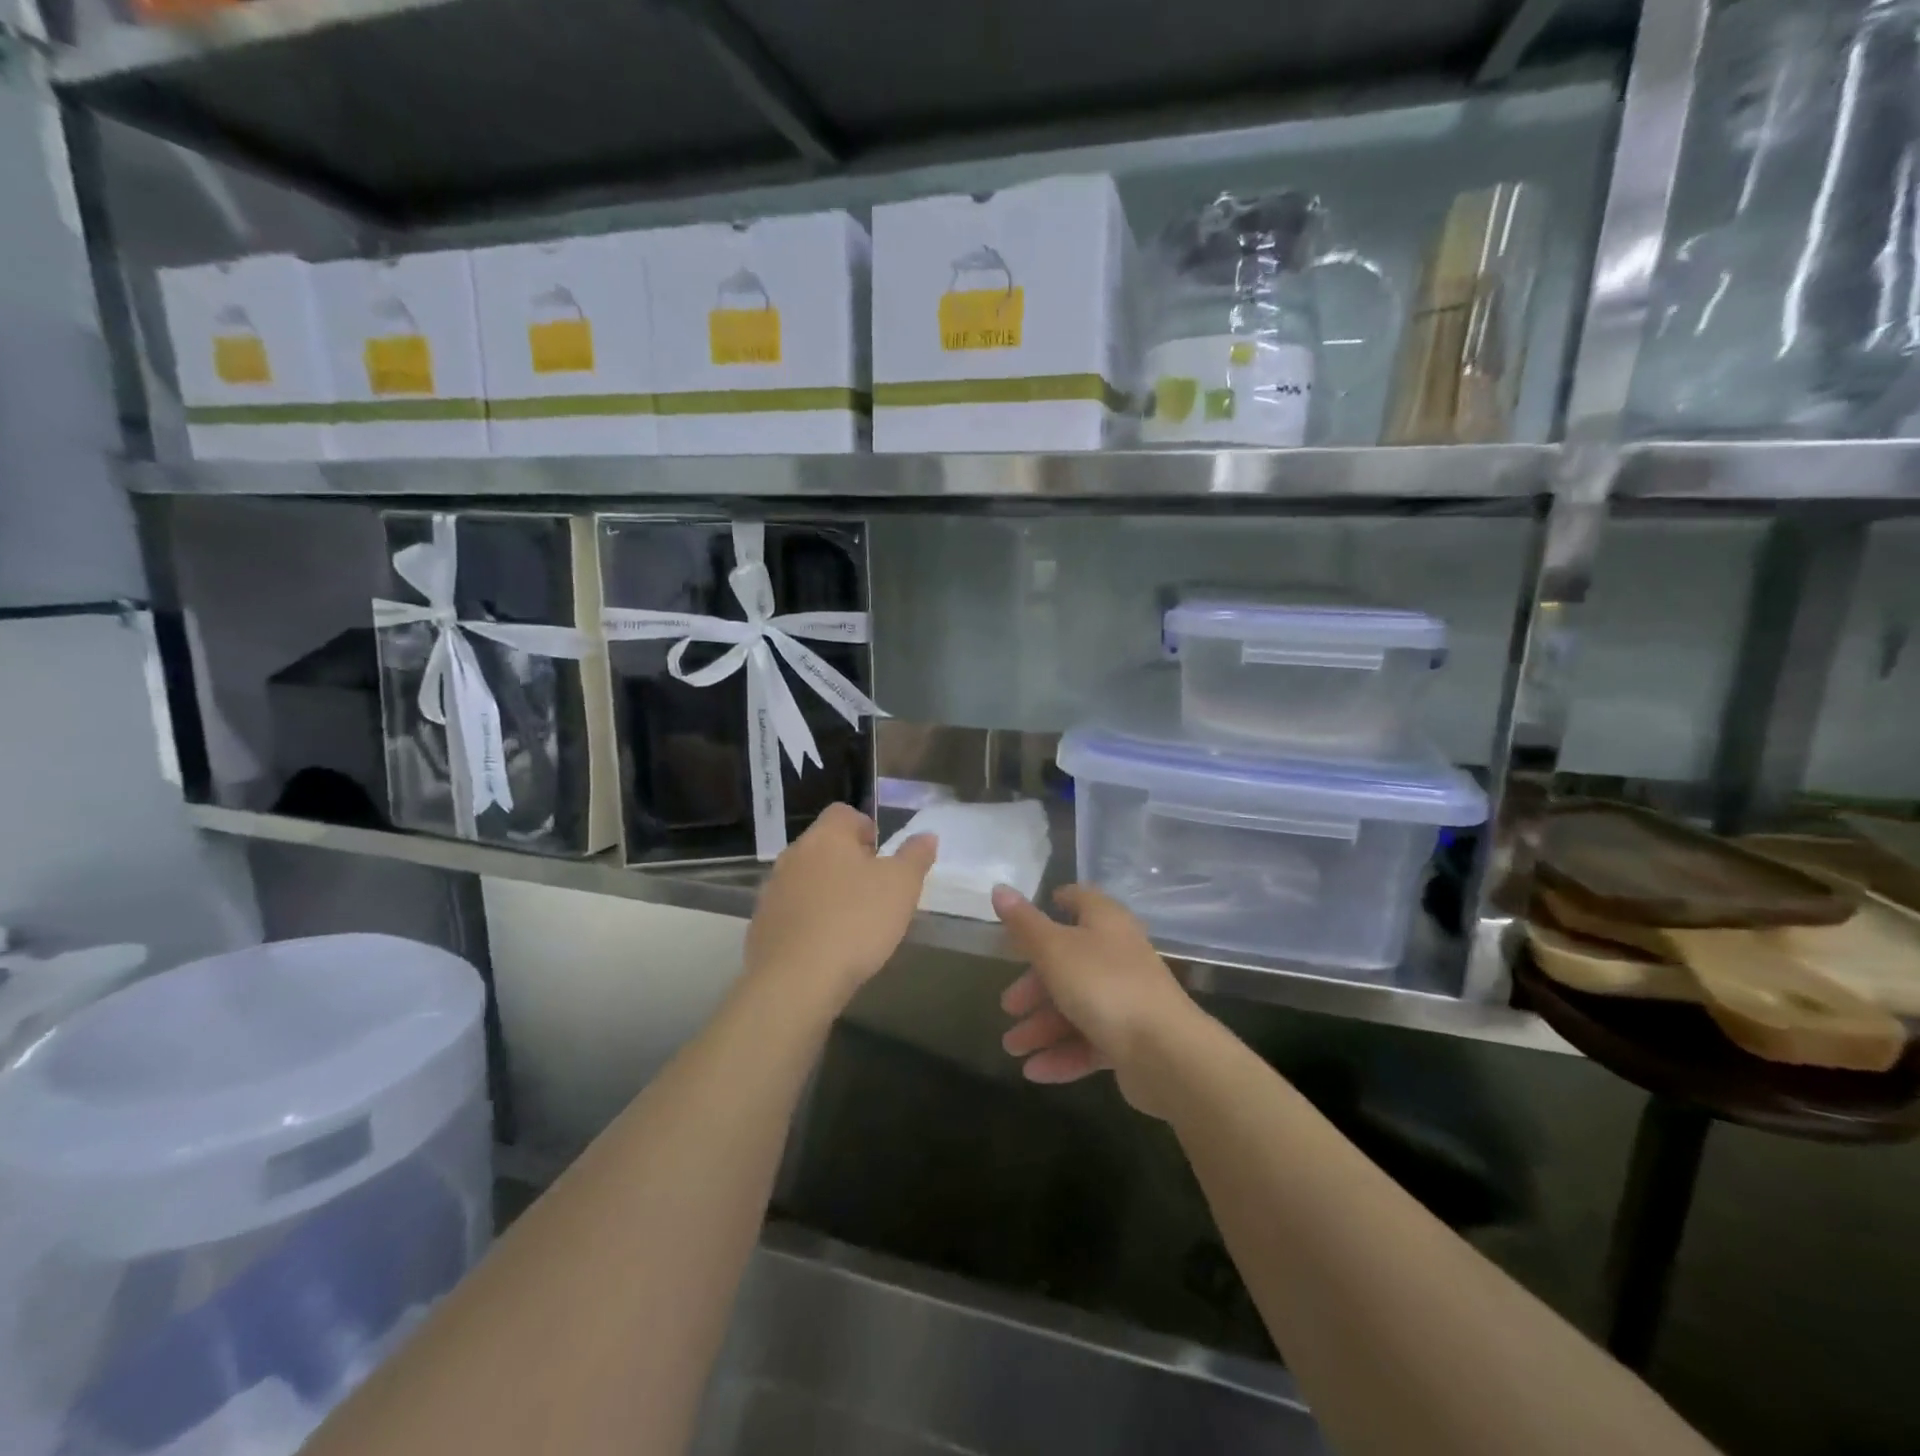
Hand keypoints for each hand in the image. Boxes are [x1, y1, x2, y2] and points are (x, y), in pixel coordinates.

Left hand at [744, 803, 936, 1011]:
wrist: (796, 980)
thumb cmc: (856, 921)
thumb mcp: (902, 886)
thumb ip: (915, 856)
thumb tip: (926, 835)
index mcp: (826, 836)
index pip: (843, 813)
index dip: (865, 828)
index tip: (882, 855)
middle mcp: (794, 855)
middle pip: (823, 846)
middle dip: (847, 862)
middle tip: (873, 890)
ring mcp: (773, 890)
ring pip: (806, 878)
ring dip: (826, 891)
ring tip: (851, 921)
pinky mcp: (762, 924)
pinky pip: (791, 911)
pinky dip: (808, 919)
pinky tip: (826, 945)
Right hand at [991, 883, 1202, 1114]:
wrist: (1166, 1052)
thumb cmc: (1104, 985)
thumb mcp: (1054, 950)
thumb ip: (1024, 923)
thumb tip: (999, 888)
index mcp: (1105, 923)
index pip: (1079, 901)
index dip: (1054, 905)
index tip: (1025, 921)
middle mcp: (1119, 955)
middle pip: (1069, 962)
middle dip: (1034, 986)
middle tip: (1008, 1006)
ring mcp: (1128, 998)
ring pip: (1077, 1006)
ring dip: (1042, 1026)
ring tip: (1013, 1049)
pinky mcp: (1133, 1039)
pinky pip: (1090, 1041)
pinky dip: (1063, 1054)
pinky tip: (1035, 1071)